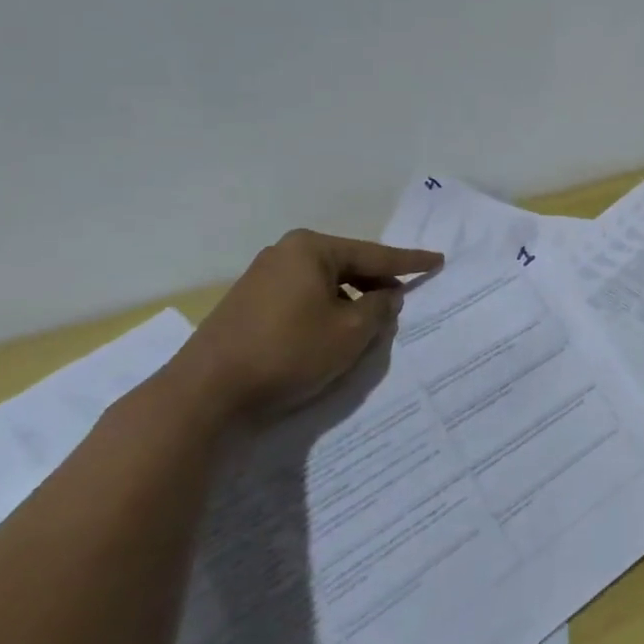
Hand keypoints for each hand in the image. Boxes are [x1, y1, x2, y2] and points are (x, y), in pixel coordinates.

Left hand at [172, 230, 443, 421]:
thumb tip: (386, 295)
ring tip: (369, 323)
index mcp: (311, 249)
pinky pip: (302, 298)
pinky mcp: (247, 305)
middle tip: (402, 299)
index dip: (410, 263)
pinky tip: (331, 334)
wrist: (205, 393)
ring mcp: (261, 278)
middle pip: (347, 266)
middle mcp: (284, 253)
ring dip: (350, 301)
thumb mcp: (350, 332)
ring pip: (324, 284)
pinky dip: (324, 311)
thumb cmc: (288, 353)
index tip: (437, 261)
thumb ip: (379, 307)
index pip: (375, 254)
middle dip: (376, 283)